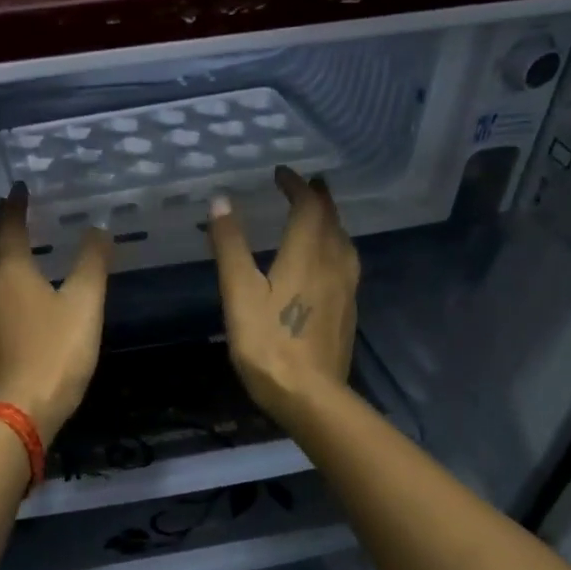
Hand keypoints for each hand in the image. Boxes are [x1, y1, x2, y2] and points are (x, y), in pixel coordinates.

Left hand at [0, 183, 112, 438]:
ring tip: (7, 242)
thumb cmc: (56, 352)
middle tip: (8, 208)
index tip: (19, 188)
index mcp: (10, 272)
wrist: (22, 409)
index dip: (14, 206)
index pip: (8, 228)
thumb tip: (98, 229)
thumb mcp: (84, 304)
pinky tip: (7, 290)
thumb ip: (92, 263)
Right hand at [206, 167, 359, 425]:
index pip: (308, 206)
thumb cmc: (268, 343)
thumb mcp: (239, 293)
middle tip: (307, 185)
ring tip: (319, 217)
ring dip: (331, 222)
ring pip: (344, 242)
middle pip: (332, 221)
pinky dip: (335, 247)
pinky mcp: (348, 311)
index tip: (281, 174)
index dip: (296, 185)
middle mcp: (333, 263)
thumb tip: (222, 201)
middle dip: (319, 198)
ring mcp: (346, 289)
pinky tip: (327, 262)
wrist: (310, 395)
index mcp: (307, 254)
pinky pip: (347, 264)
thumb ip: (231, 246)